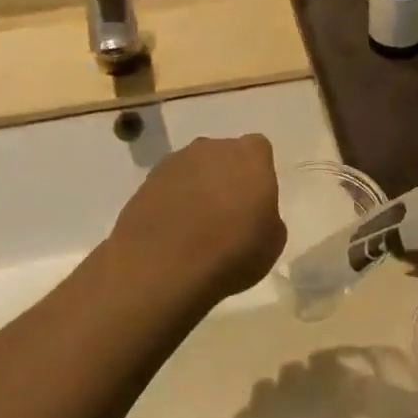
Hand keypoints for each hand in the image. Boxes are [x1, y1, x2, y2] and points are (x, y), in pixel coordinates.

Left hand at [110, 135, 284, 307]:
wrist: (162, 268)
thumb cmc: (231, 252)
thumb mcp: (273, 242)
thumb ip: (267, 215)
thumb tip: (253, 213)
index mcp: (250, 156)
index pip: (259, 150)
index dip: (258, 174)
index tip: (256, 201)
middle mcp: (211, 149)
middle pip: (223, 155)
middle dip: (226, 177)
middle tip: (228, 214)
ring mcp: (173, 163)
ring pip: (193, 170)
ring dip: (196, 189)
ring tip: (196, 228)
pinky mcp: (144, 184)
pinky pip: (167, 189)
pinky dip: (171, 204)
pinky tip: (172, 233)